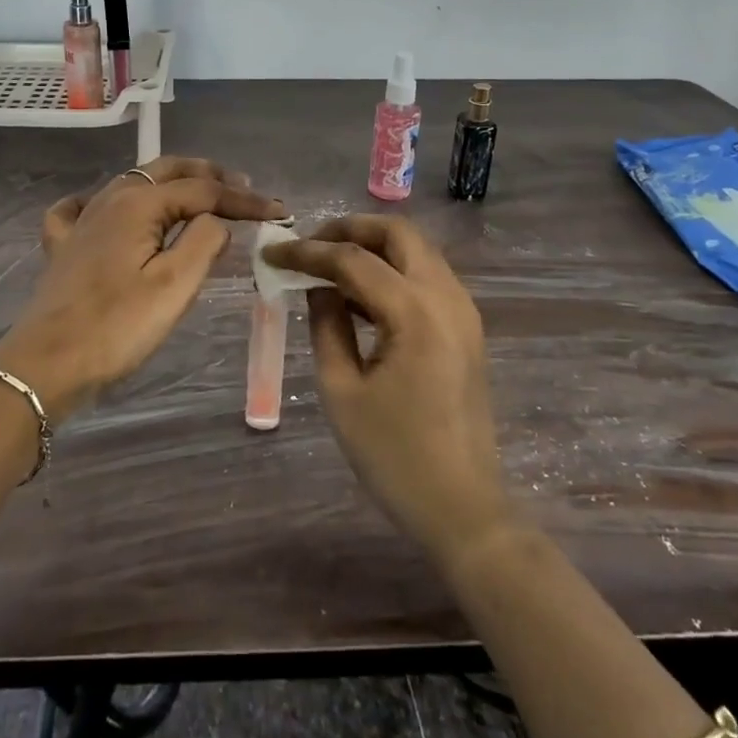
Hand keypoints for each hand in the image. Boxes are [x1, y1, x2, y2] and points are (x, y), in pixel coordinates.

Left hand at [0, 158, 284, 420]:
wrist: (47, 365)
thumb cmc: (117, 328)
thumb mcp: (174, 286)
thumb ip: (204, 241)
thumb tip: (215, 220)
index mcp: (137, 204)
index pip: (202, 190)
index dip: (243, 199)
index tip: (278, 211)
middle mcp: (108, 200)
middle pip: (165, 171)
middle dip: (208, 175)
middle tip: (243, 188)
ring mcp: (81, 221)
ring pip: (131, 183)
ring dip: (169, 184)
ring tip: (198, 197)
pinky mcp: (63, 246)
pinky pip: (83, 208)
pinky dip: (105, 202)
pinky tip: (108, 210)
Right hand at [263, 216, 507, 564]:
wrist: (462, 508)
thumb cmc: (394, 456)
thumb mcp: (342, 390)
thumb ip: (326, 325)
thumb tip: (316, 286)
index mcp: (416, 313)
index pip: (353, 260)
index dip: (307, 252)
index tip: (271, 251)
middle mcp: (447, 298)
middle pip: (398, 233)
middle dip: (349, 229)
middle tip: (309, 245)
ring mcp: (463, 311)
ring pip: (416, 250)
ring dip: (372, 246)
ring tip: (327, 266)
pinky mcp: (466, 328)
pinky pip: (426, 276)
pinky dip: (392, 269)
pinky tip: (360, 294)